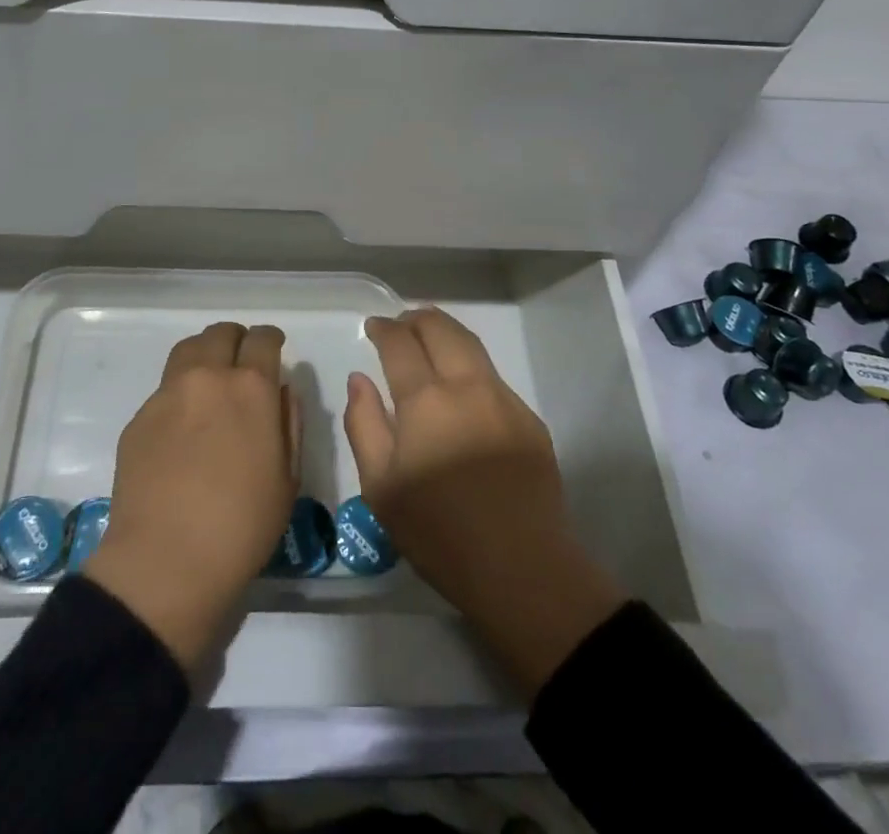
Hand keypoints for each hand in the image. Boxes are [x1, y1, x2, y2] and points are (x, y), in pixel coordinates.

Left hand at [81, 321, 299, 673]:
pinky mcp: (140, 417)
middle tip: (242, 363)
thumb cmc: (242, 526)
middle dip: (236, 341)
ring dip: (205, 355)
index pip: (263, 338)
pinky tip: (183, 425)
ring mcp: (168, 394)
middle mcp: (208, 377)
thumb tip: (280, 392)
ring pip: (188, 350)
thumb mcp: (288, 478)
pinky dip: (180, 392)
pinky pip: (165, 388)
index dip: (271, 339)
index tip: (273, 348)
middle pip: (221, 334)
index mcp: (251, 388)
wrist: (166, 561)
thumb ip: (288, 423)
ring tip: (210, 380)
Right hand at [344, 307, 626, 695]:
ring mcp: (504, 400)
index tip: (373, 326)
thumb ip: (363, 423)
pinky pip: (492, 377)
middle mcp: (467, 386)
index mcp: (426, 400)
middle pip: (441, 329)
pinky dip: (470, 365)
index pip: (400, 343)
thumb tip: (360, 379)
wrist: (521, 568)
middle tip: (401, 323)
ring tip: (429, 337)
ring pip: (471, 345)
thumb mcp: (380, 487)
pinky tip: (461, 388)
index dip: (384, 328)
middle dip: (417, 319)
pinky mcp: (528, 420)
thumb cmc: (438, 533)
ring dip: (446, 333)